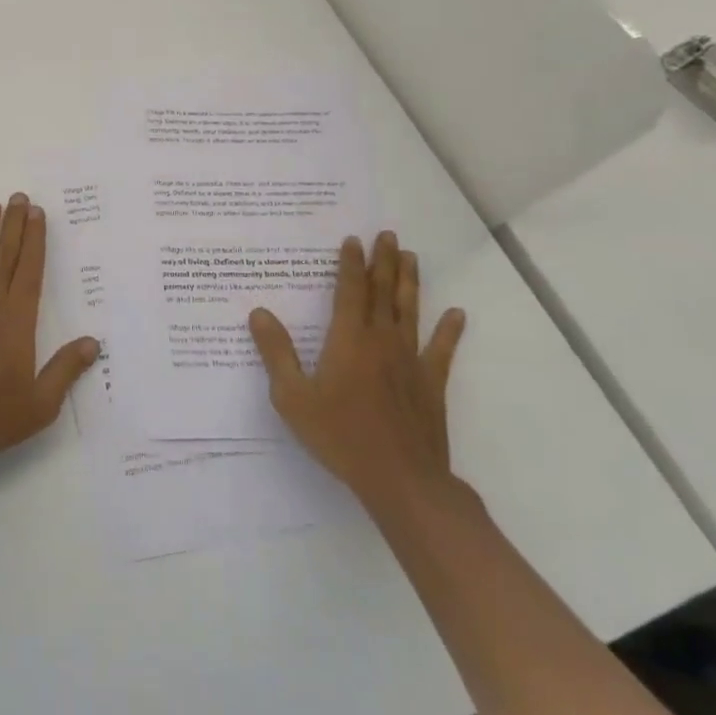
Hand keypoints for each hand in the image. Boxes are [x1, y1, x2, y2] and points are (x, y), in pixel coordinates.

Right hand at [248, 231, 467, 511]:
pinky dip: (449, 330)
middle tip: (388, 235)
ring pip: (410, 311)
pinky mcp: (430, 384)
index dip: (350, 264)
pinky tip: (456, 314)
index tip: (353, 240)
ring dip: (410, 282)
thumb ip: (276, 353)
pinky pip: (441, 350)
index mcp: (348, 339)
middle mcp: (381, 340)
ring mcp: (410, 361)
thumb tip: (259, 313)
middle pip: (383, 292)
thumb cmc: (340, 435)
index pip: (350, 291)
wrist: (401, 479)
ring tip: (411, 256)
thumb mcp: (293, 397)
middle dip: (383, 261)